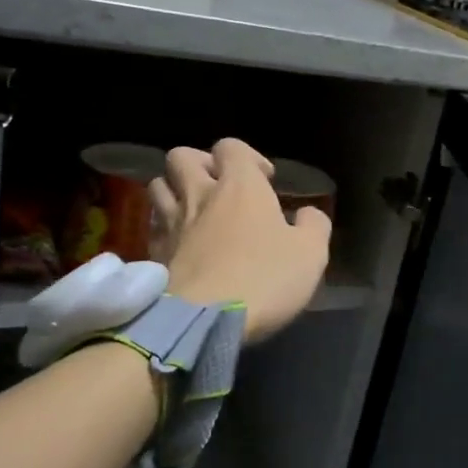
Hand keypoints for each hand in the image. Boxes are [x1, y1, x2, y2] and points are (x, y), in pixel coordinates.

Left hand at [148, 138, 331, 343]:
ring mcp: (171, 223)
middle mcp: (200, 195)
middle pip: (183, 157)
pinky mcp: (154, 252)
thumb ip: (314, 226)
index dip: (248, 157)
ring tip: (195, 211)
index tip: (266, 181)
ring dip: (176, 190)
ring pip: (158, 185)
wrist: (202, 321)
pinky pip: (153, 224)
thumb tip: (307, 214)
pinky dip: (165, 226)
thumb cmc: (264, 279)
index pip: (231, 147)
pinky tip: (181, 243)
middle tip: (219, 187)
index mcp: (240, 186)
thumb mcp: (311, 254)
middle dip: (200, 164)